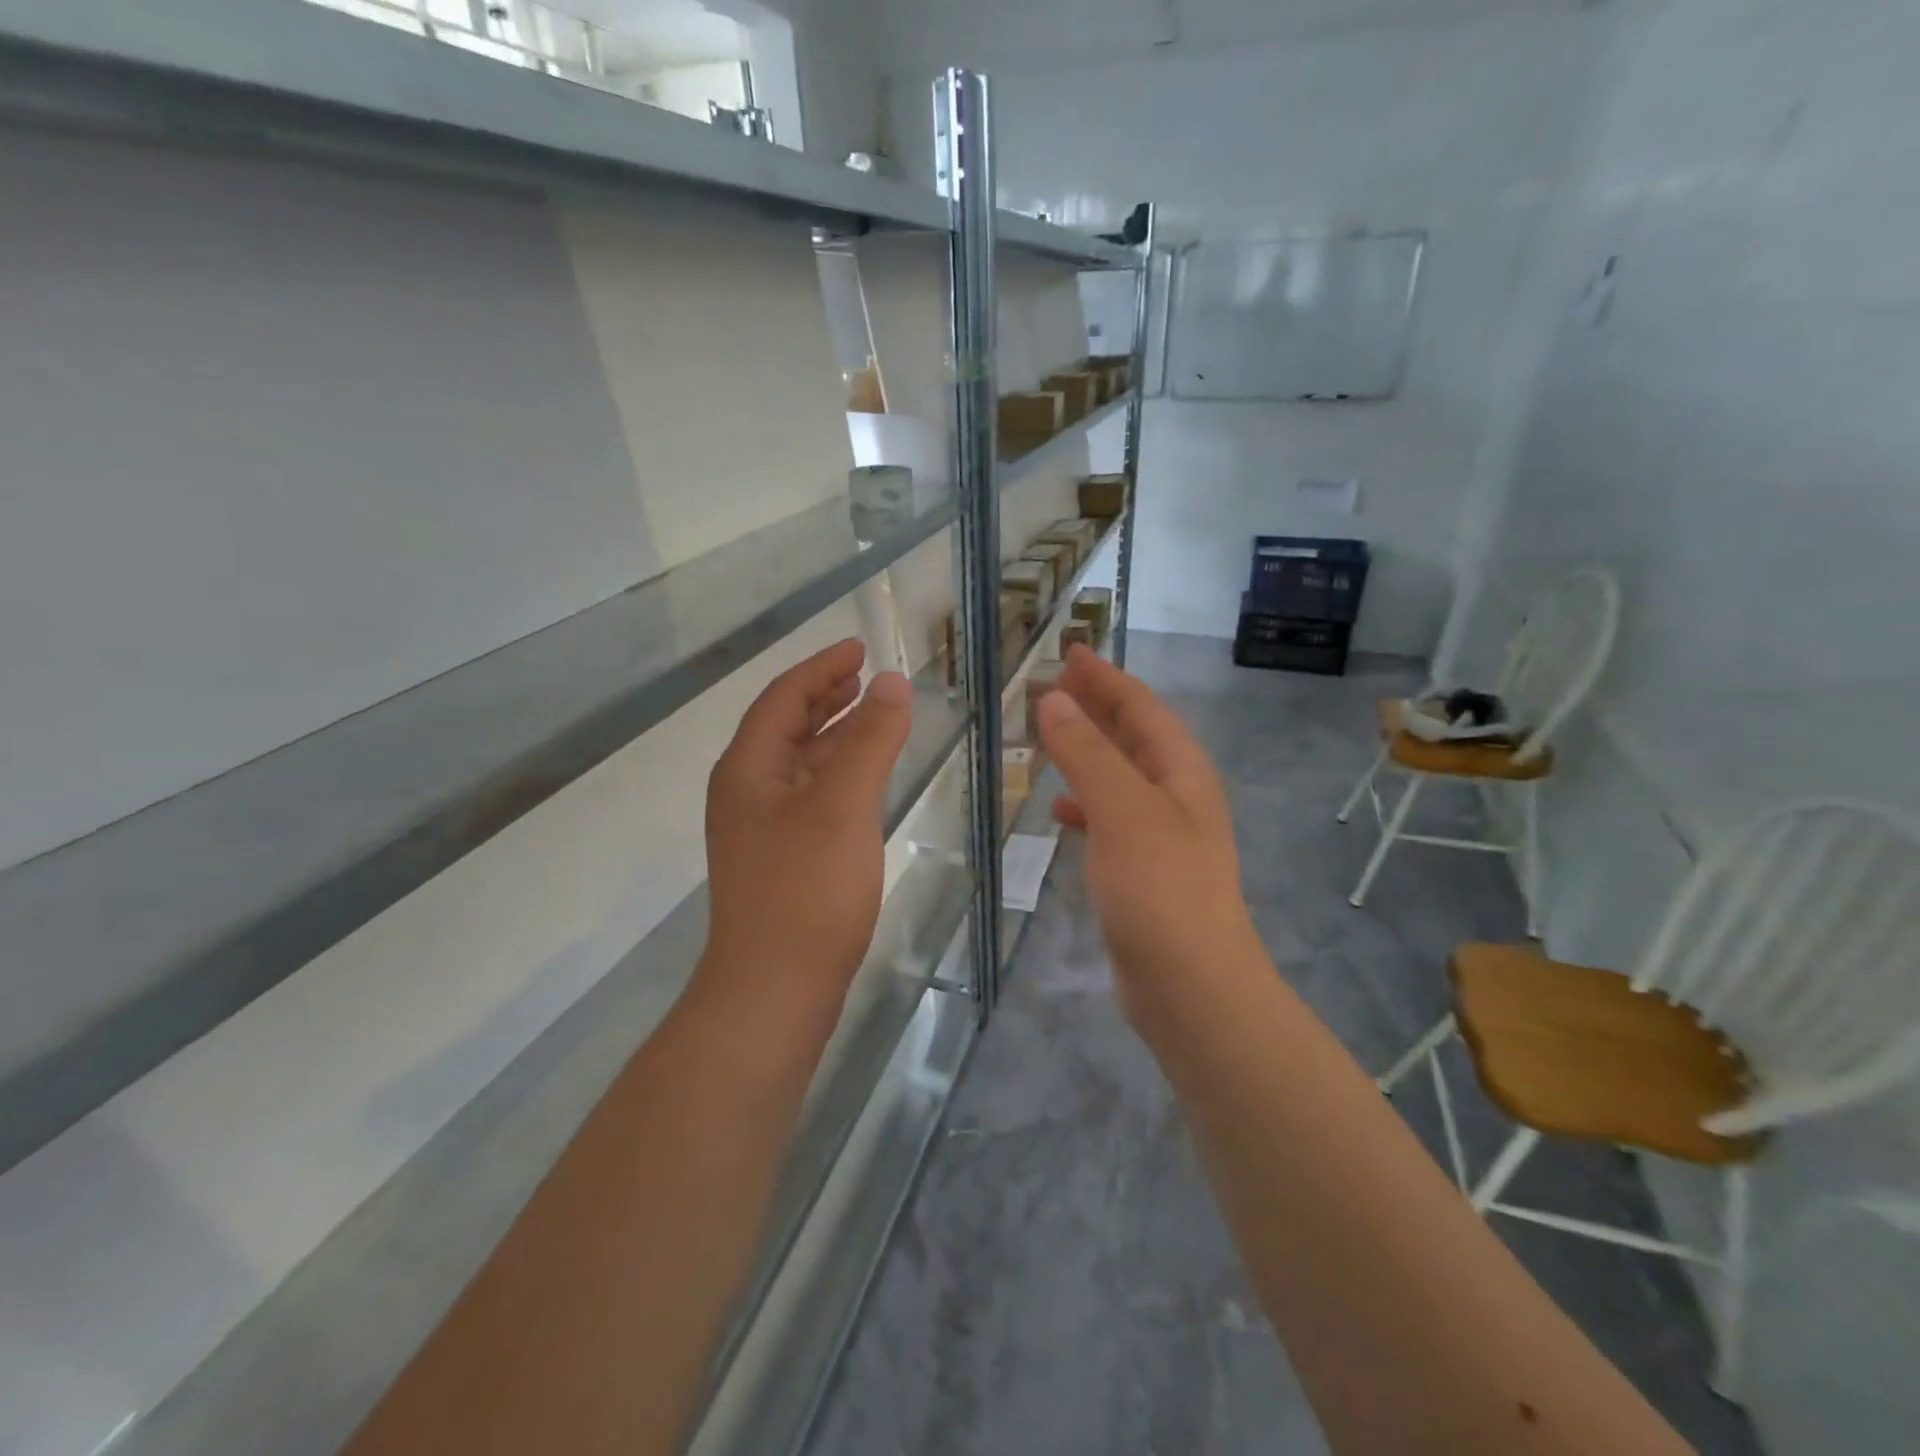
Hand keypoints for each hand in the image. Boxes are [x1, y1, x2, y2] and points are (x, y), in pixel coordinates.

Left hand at [702, 639, 911, 1013]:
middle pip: (787, 726)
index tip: (860, 648)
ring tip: (872, 714)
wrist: (774, 989)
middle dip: (826, 696)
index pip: (783, 698)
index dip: (822, 668)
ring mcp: (763, 828)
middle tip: (867, 675)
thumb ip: (870, 740)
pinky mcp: (783, 858)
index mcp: (748, 768)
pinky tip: (865, 777)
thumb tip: (893, 682)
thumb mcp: (842, 805)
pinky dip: (838, 773)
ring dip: (835, 733)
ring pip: (801, 762)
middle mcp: (747, 791)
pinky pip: (811, 795)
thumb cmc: (806, 891)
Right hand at [1037, 647, 1260, 1020]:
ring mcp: (1162, 834)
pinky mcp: (1143, 870)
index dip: (1105, 677)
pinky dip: (1084, 803)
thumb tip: (1053, 699)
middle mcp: (1177, 794)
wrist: (1190, 986)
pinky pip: (1110, 818)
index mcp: (1181, 770)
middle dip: (1095, 707)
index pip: (1141, 706)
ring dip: (1086, 752)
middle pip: (1133, 736)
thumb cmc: (1160, 887)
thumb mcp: (1121, 809)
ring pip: (1118, 776)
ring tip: (1046, 737)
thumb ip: (1086, 752)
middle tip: (1051, 685)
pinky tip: (1059, 808)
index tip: (1070, 650)